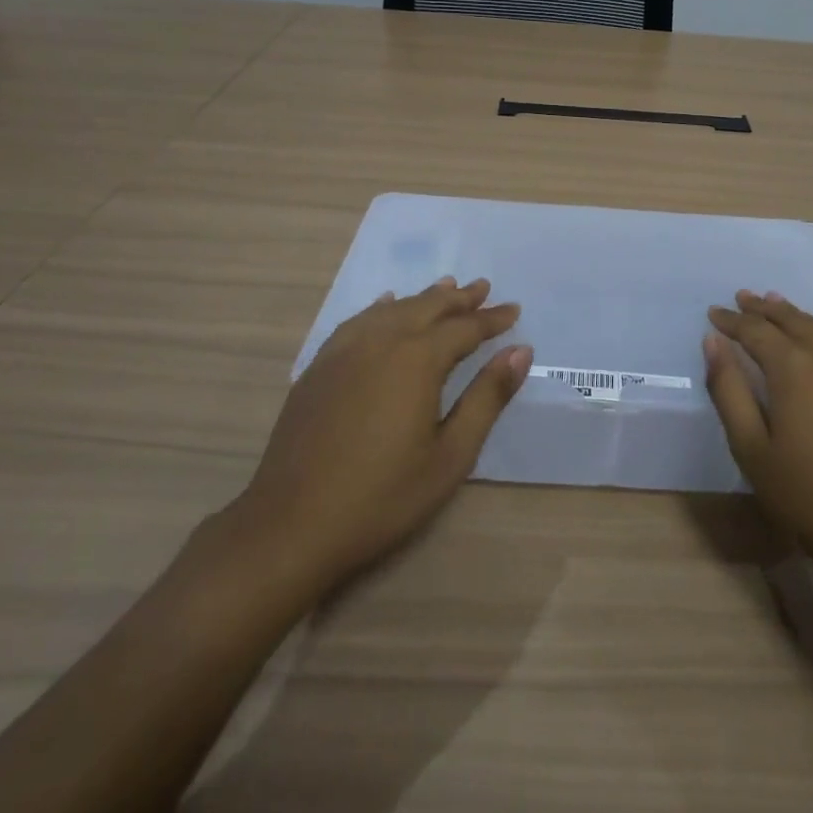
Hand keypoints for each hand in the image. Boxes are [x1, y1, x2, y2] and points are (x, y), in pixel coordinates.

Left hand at [230, 277, 530, 599]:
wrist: (291, 525)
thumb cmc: (383, 496)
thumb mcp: (450, 455)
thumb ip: (487, 398)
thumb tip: (520, 351)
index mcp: (418, 359)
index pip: (465, 328)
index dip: (492, 319)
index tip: (514, 309)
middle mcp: (382, 341)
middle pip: (427, 307)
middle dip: (459, 299)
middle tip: (483, 287)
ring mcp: (344, 351)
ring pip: (392, 309)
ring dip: (423, 298)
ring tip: (445, 288)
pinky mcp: (319, 367)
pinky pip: (358, 322)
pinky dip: (380, 308)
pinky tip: (385, 306)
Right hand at [705, 291, 812, 599]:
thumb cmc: (807, 496)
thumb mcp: (751, 448)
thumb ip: (729, 390)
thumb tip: (713, 342)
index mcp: (792, 369)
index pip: (755, 331)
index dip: (732, 321)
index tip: (713, 313)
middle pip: (790, 321)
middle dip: (762, 308)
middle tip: (741, 297)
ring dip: (794, 312)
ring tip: (774, 299)